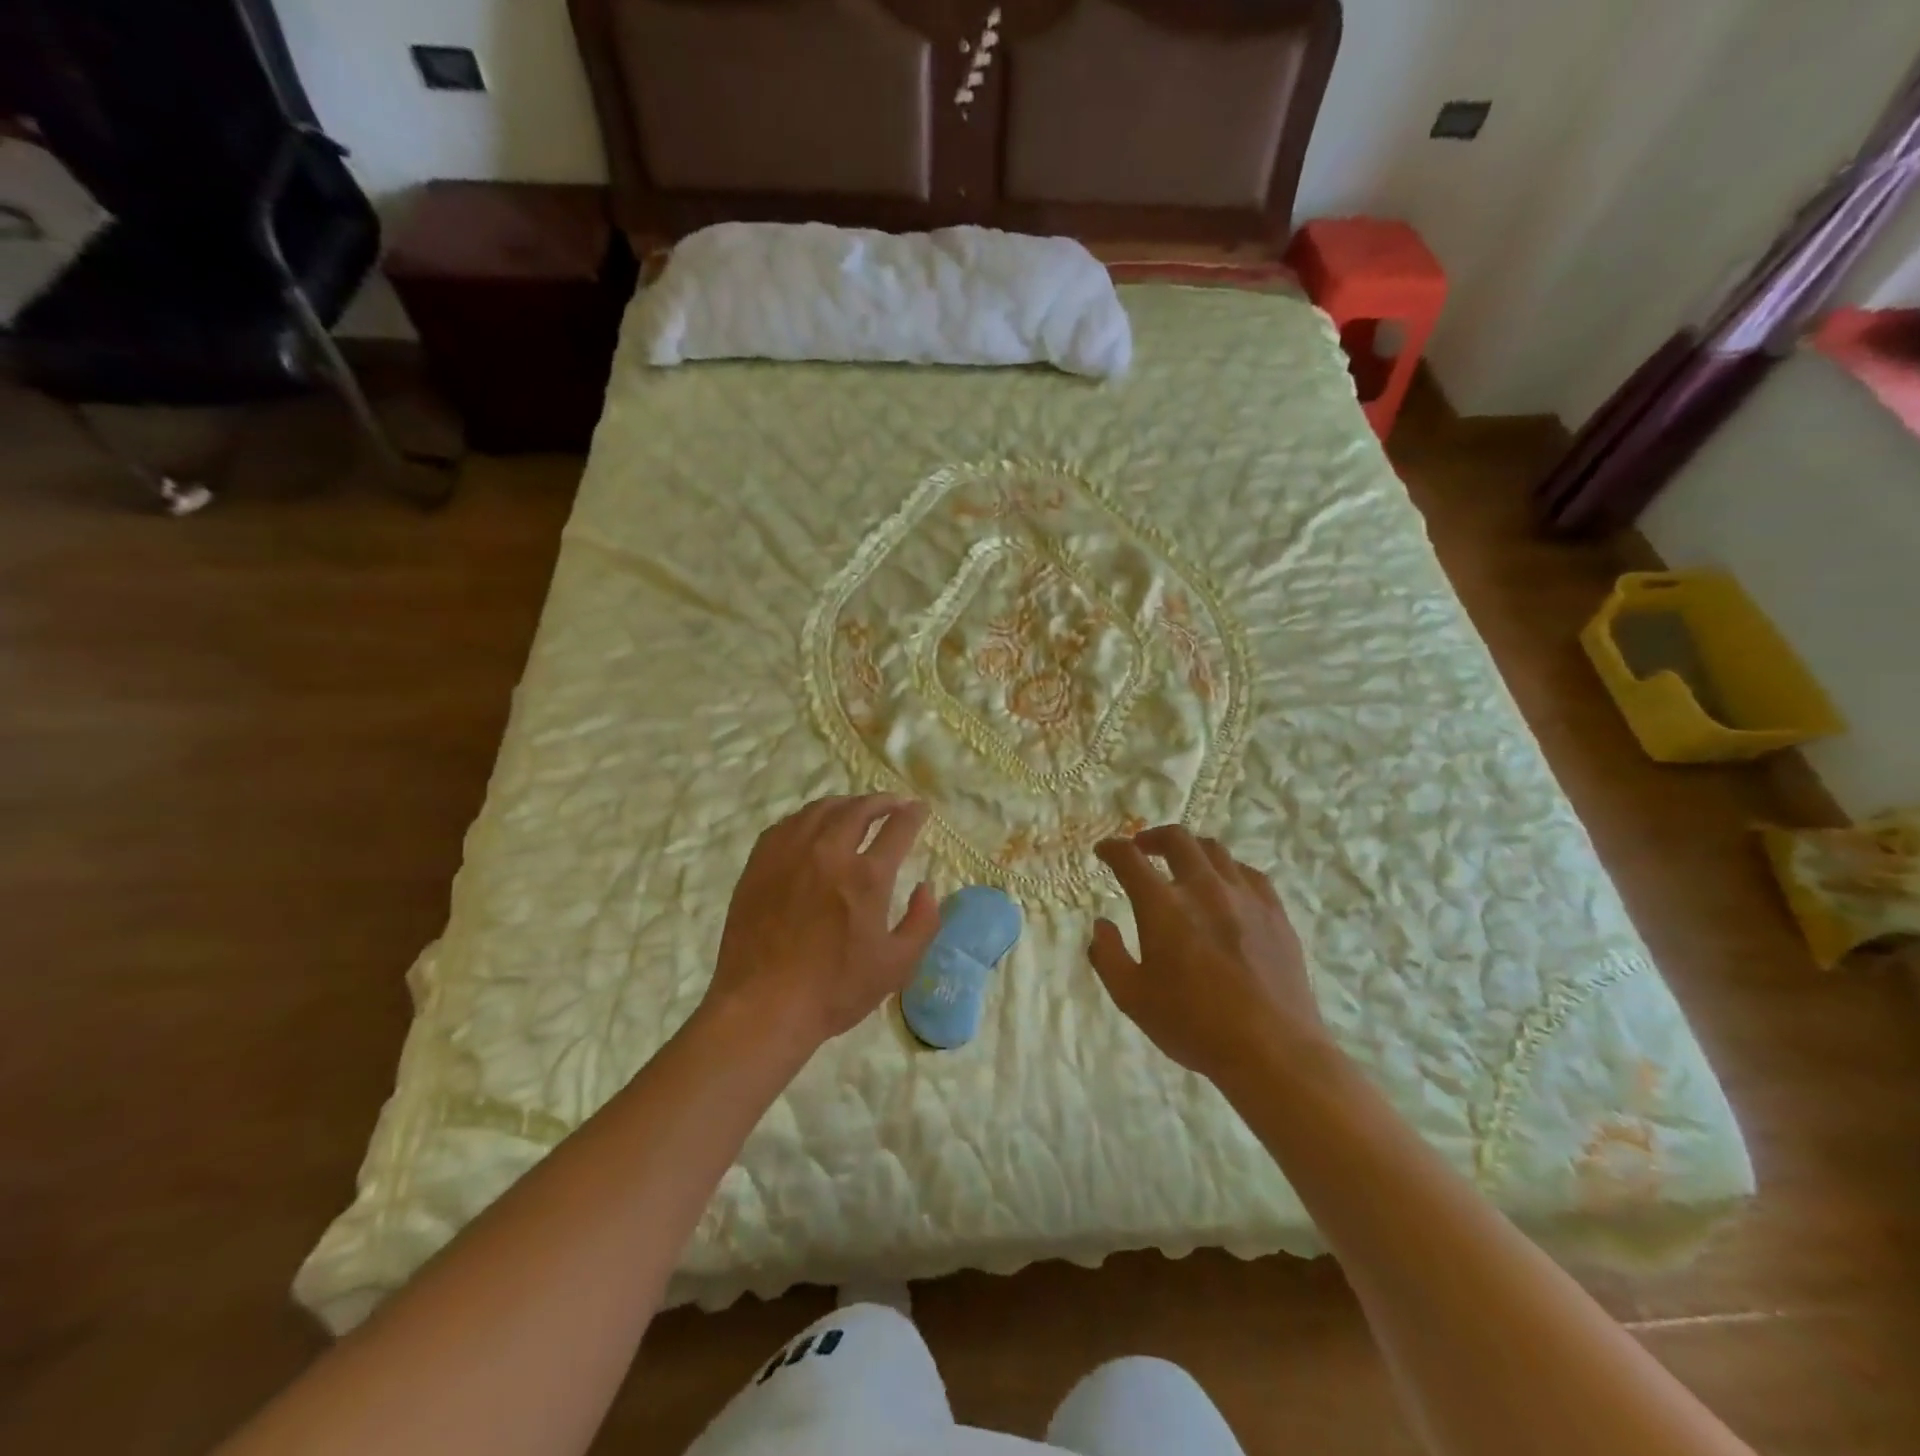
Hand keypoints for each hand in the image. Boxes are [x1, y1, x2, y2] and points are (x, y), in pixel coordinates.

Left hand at [705, 795, 939, 1053]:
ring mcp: (790, 854)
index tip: (920, 809)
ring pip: (821, 810)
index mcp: (866, 877)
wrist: (763, 1006)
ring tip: (856, 809)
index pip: (897, 828)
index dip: (913, 814)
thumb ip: (922, 922)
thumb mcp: (897, 966)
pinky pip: (788, 824)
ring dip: (846, 804)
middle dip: (882, 801)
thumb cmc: (835, 991)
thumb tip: (926, 887)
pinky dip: (809, 817)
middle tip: (893, 803)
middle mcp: (829, 853)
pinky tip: (813, 825)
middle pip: (858, 809)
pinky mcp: (760, 863)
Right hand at [1090, 826, 1326, 1082]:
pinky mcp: (1274, 912)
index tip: (1104, 851)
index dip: (1112, 848)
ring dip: (1191, 850)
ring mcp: (1244, 896)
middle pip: (1176, 839)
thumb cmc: (1193, 1025)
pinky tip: (1226, 886)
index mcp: (1163, 906)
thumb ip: (1108, 957)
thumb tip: (1101, 925)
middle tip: (1142, 849)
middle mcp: (1202, 888)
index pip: (1129, 858)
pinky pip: (1248, 873)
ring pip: (1215, 850)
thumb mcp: (1132, 999)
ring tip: (1183, 865)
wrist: (1272, 1050)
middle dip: (1152, 837)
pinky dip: (1227, 870)